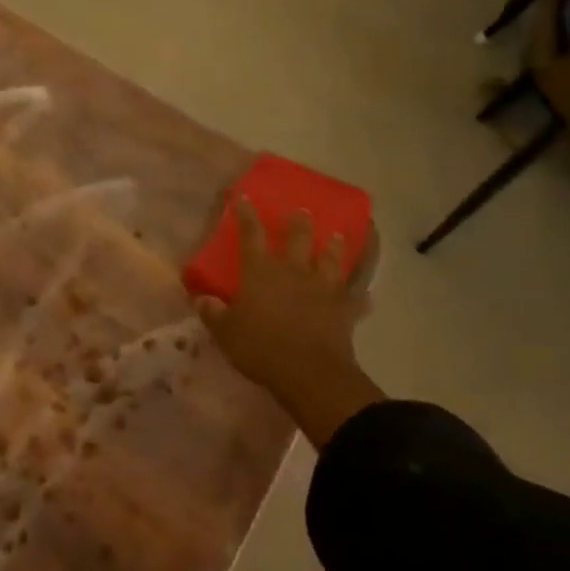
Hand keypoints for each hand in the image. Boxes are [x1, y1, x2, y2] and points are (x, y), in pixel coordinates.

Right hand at [195, 198, 380, 446]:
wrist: (309, 372)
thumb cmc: (261, 347)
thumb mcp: (226, 332)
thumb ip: (213, 313)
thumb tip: (203, 299)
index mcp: (261, 271)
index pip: (251, 234)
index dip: (246, 214)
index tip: (244, 198)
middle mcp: (293, 271)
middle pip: (298, 238)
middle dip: (298, 222)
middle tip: (301, 210)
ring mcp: (323, 288)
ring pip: (330, 260)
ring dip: (333, 247)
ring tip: (335, 236)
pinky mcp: (345, 310)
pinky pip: (356, 299)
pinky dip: (361, 296)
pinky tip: (367, 295)